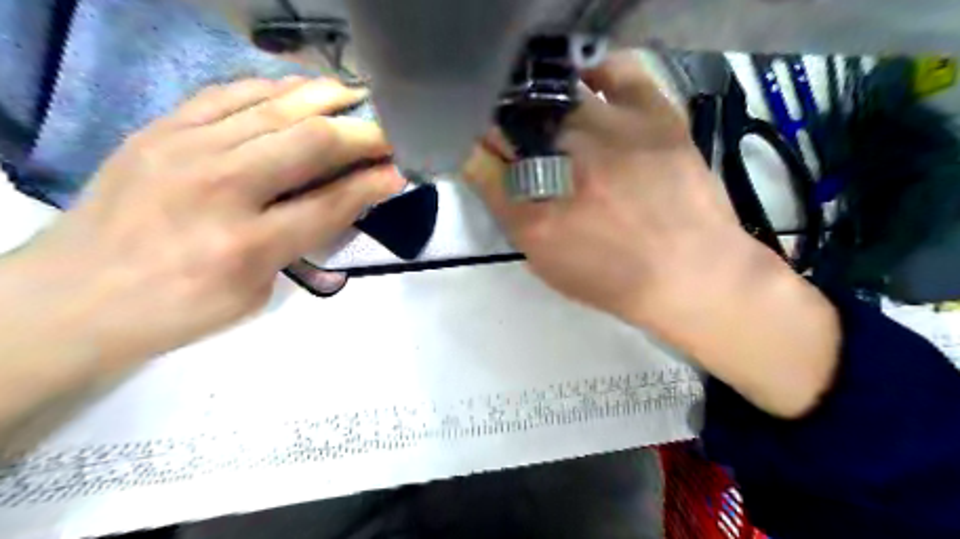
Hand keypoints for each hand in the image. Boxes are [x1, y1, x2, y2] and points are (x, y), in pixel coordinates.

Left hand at [1, 77, 403, 370]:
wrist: (73, 296)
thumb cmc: (177, 310)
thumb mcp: (255, 294)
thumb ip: (300, 245)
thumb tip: (341, 203)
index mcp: (246, 245)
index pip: (331, 203)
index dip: (374, 184)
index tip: (403, 170)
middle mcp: (220, 188)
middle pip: (310, 143)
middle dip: (363, 134)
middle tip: (390, 131)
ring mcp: (185, 149)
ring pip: (274, 108)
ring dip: (326, 99)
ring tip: (357, 97)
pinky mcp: (161, 129)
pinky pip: (229, 94)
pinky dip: (274, 89)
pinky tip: (300, 91)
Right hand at [468, 53, 842, 415]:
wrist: (690, 272)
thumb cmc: (612, 278)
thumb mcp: (546, 260)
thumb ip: (510, 214)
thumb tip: (487, 168)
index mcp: (533, 212)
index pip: (479, 159)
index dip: (477, 152)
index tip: (485, 154)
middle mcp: (563, 165)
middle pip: (511, 122)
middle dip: (506, 129)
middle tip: (524, 144)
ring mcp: (609, 132)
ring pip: (552, 95)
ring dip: (542, 106)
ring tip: (555, 122)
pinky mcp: (651, 113)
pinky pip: (615, 71)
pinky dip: (595, 73)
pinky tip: (588, 88)